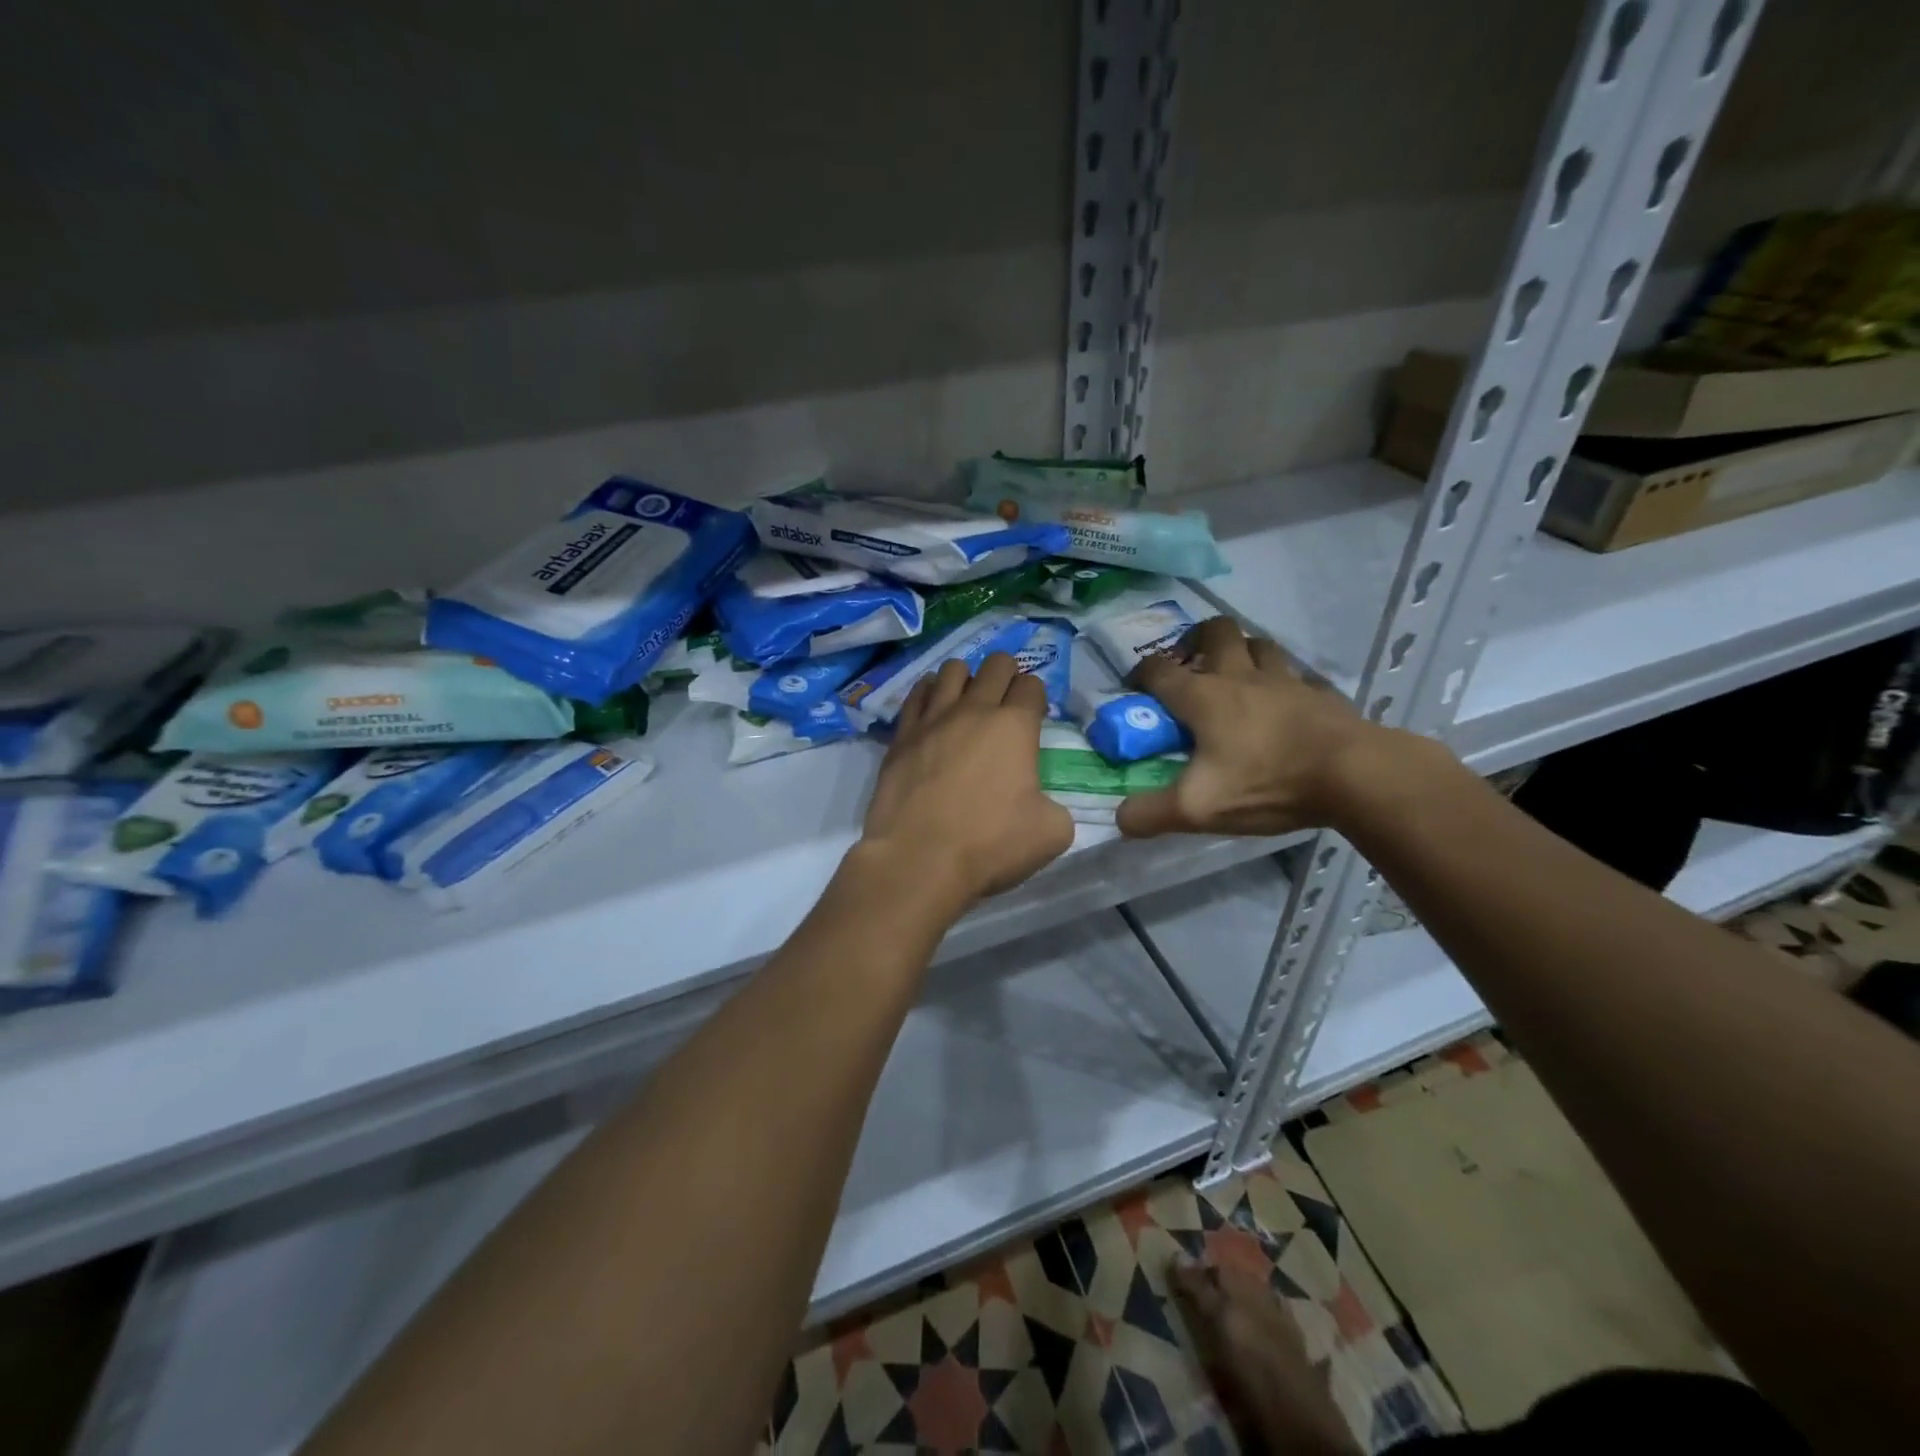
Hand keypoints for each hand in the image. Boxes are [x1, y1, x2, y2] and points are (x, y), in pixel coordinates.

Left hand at [861, 652, 1075, 906]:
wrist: (919, 860)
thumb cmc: (990, 844)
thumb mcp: (1052, 833)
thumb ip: (1055, 806)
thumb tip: (1041, 802)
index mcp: (1015, 726)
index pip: (1032, 685)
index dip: (1037, 697)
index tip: (1035, 718)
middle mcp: (974, 710)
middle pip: (996, 664)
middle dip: (1008, 675)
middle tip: (1007, 703)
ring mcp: (933, 719)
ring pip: (953, 669)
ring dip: (967, 679)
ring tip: (968, 703)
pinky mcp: (902, 736)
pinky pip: (917, 695)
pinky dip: (929, 693)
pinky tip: (933, 708)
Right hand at [1116, 617, 1381, 838]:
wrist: (1354, 775)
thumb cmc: (1267, 783)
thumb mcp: (1197, 808)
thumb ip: (1150, 814)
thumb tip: (1120, 819)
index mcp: (1203, 696)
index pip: (1158, 669)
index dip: (1140, 675)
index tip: (1135, 691)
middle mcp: (1241, 676)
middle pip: (1215, 630)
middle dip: (1196, 640)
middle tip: (1192, 668)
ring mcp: (1286, 680)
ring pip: (1259, 644)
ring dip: (1243, 653)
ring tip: (1237, 679)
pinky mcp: (1321, 694)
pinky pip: (1298, 675)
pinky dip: (1285, 683)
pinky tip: (1285, 703)